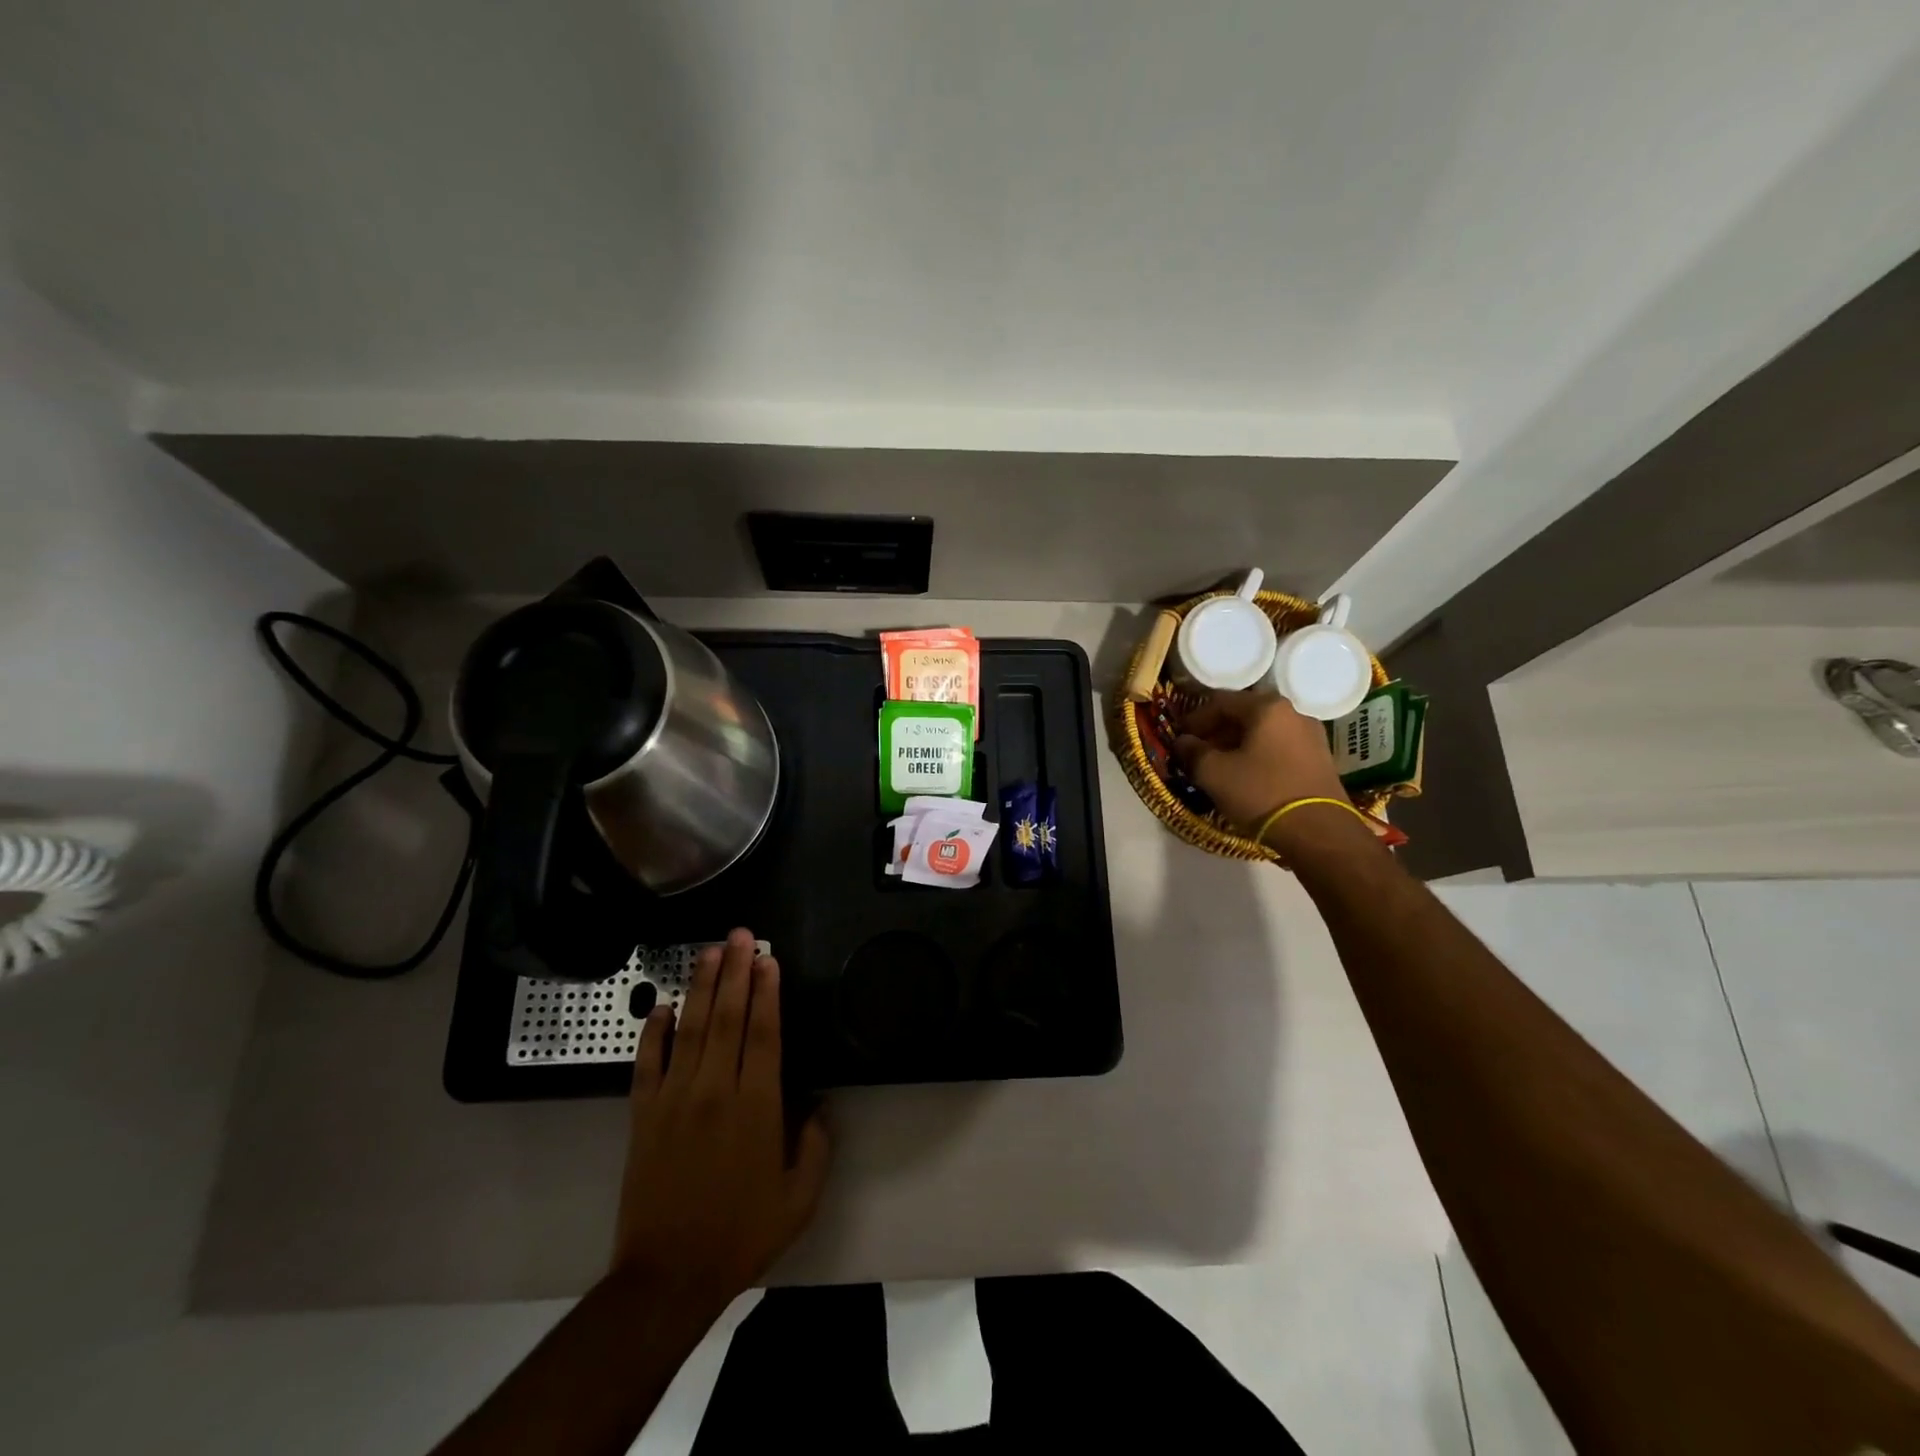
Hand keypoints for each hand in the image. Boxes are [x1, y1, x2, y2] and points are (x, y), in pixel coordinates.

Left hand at [613, 928, 829, 1320]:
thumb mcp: (800, 1198)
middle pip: (727, 1017)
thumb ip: (816, 1145)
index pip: (764, 1033)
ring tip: (709, 952)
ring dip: (700, 987)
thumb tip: (820, 1104)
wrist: (668, 1276)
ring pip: (690, 1028)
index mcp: (757, 1105)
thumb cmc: (741, 1234)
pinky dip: (653, 1032)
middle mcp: (715, 1090)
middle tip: (741, 935)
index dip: (767, 992)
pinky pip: (647, 1063)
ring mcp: (674, 1099)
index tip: (769, 960)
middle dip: (736, 972)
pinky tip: (660, 1007)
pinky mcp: (643, 1115)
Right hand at [1174, 690, 1346, 832]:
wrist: (1318, 832)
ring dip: (1235, 746)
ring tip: (1218, 767)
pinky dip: (1256, 756)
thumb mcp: (1214, 773)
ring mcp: (1311, 737)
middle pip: (1244, 715)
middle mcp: (1293, 714)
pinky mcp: (1319, 761)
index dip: (1194, 718)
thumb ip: (1192, 751)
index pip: (1221, 701)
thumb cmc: (1261, 793)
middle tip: (1196, 753)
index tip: (1179, 737)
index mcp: (1267, 708)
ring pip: (1262, 733)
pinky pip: (1278, 749)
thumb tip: (1182, 742)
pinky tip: (1245, 777)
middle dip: (1215, 732)